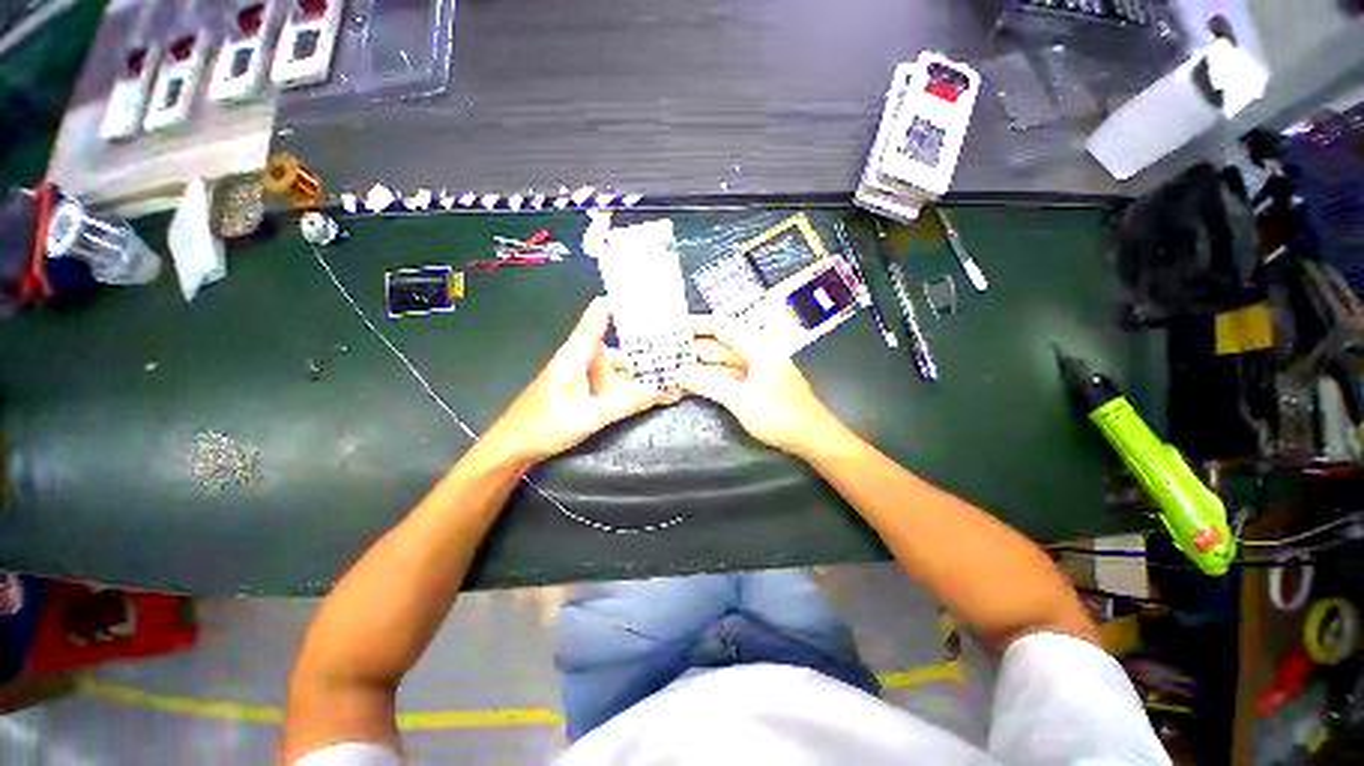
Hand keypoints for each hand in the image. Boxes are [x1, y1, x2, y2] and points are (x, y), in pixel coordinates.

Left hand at [481, 298, 675, 465]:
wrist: (514, 447)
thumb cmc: (544, 426)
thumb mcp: (588, 416)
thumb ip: (625, 403)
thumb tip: (662, 389)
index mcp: (578, 353)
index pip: (599, 315)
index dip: (623, 303)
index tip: (652, 302)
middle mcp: (584, 359)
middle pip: (619, 343)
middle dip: (648, 346)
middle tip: (679, 347)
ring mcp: (586, 376)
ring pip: (620, 366)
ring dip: (643, 370)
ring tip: (673, 374)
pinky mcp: (587, 391)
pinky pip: (615, 383)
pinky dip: (634, 387)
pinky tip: (654, 394)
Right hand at [679, 314, 843, 454]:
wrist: (812, 437)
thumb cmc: (780, 417)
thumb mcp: (742, 401)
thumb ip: (711, 384)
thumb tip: (682, 373)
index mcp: (758, 347)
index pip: (723, 326)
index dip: (698, 324)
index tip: (674, 325)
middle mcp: (758, 352)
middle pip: (722, 344)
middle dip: (696, 346)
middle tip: (667, 350)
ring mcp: (759, 368)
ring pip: (725, 360)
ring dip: (703, 363)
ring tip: (676, 365)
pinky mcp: (759, 382)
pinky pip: (731, 374)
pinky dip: (714, 376)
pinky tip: (697, 381)